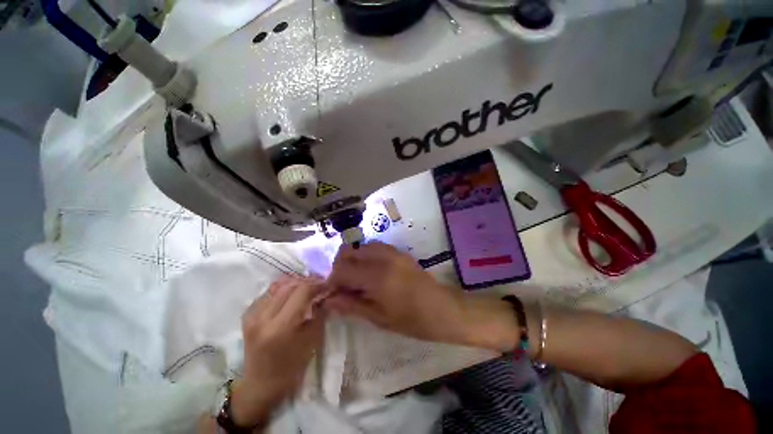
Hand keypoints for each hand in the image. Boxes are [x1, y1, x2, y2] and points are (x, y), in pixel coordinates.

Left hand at [230, 276, 325, 426]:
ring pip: (277, 285)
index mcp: (281, 326)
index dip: (317, 284)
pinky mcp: (247, 316)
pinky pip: (267, 293)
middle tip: (319, 283)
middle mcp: (263, 317)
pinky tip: (290, 294)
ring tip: (306, 286)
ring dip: (294, 282)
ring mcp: (252, 316)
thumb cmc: (291, 367)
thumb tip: (324, 294)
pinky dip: (281, 289)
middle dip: (307, 281)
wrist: (261, 386)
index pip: (302, 291)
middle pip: (289, 285)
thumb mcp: (312, 340)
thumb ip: (319, 313)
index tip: (327, 284)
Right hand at [324, 242, 469, 342]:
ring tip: (357, 278)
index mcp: (377, 277)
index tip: (333, 292)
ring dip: (353, 259)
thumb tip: (329, 299)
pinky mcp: (399, 251)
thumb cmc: (412, 320)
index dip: (332, 280)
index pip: (342, 270)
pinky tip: (371, 271)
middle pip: (348, 251)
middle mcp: (383, 258)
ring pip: (361, 246)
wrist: (442, 308)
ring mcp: (392, 252)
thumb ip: (352, 305)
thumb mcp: (379, 318)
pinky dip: (366, 255)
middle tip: (344, 285)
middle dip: (340, 266)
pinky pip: (375, 246)